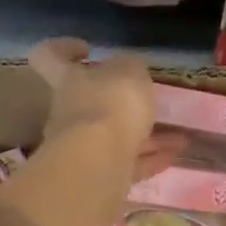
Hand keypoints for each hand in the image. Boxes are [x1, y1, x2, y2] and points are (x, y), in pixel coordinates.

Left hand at [27, 39, 182, 182]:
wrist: (99, 164)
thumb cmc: (110, 105)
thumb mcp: (130, 72)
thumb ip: (130, 68)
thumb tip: (129, 70)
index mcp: (68, 81)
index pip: (49, 57)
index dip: (63, 49)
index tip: (86, 49)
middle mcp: (69, 113)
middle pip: (88, 102)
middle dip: (118, 102)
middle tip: (146, 99)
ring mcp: (82, 148)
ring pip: (113, 136)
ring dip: (144, 134)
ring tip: (176, 133)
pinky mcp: (99, 176)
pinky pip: (126, 162)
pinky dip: (150, 157)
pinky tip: (175, 153)